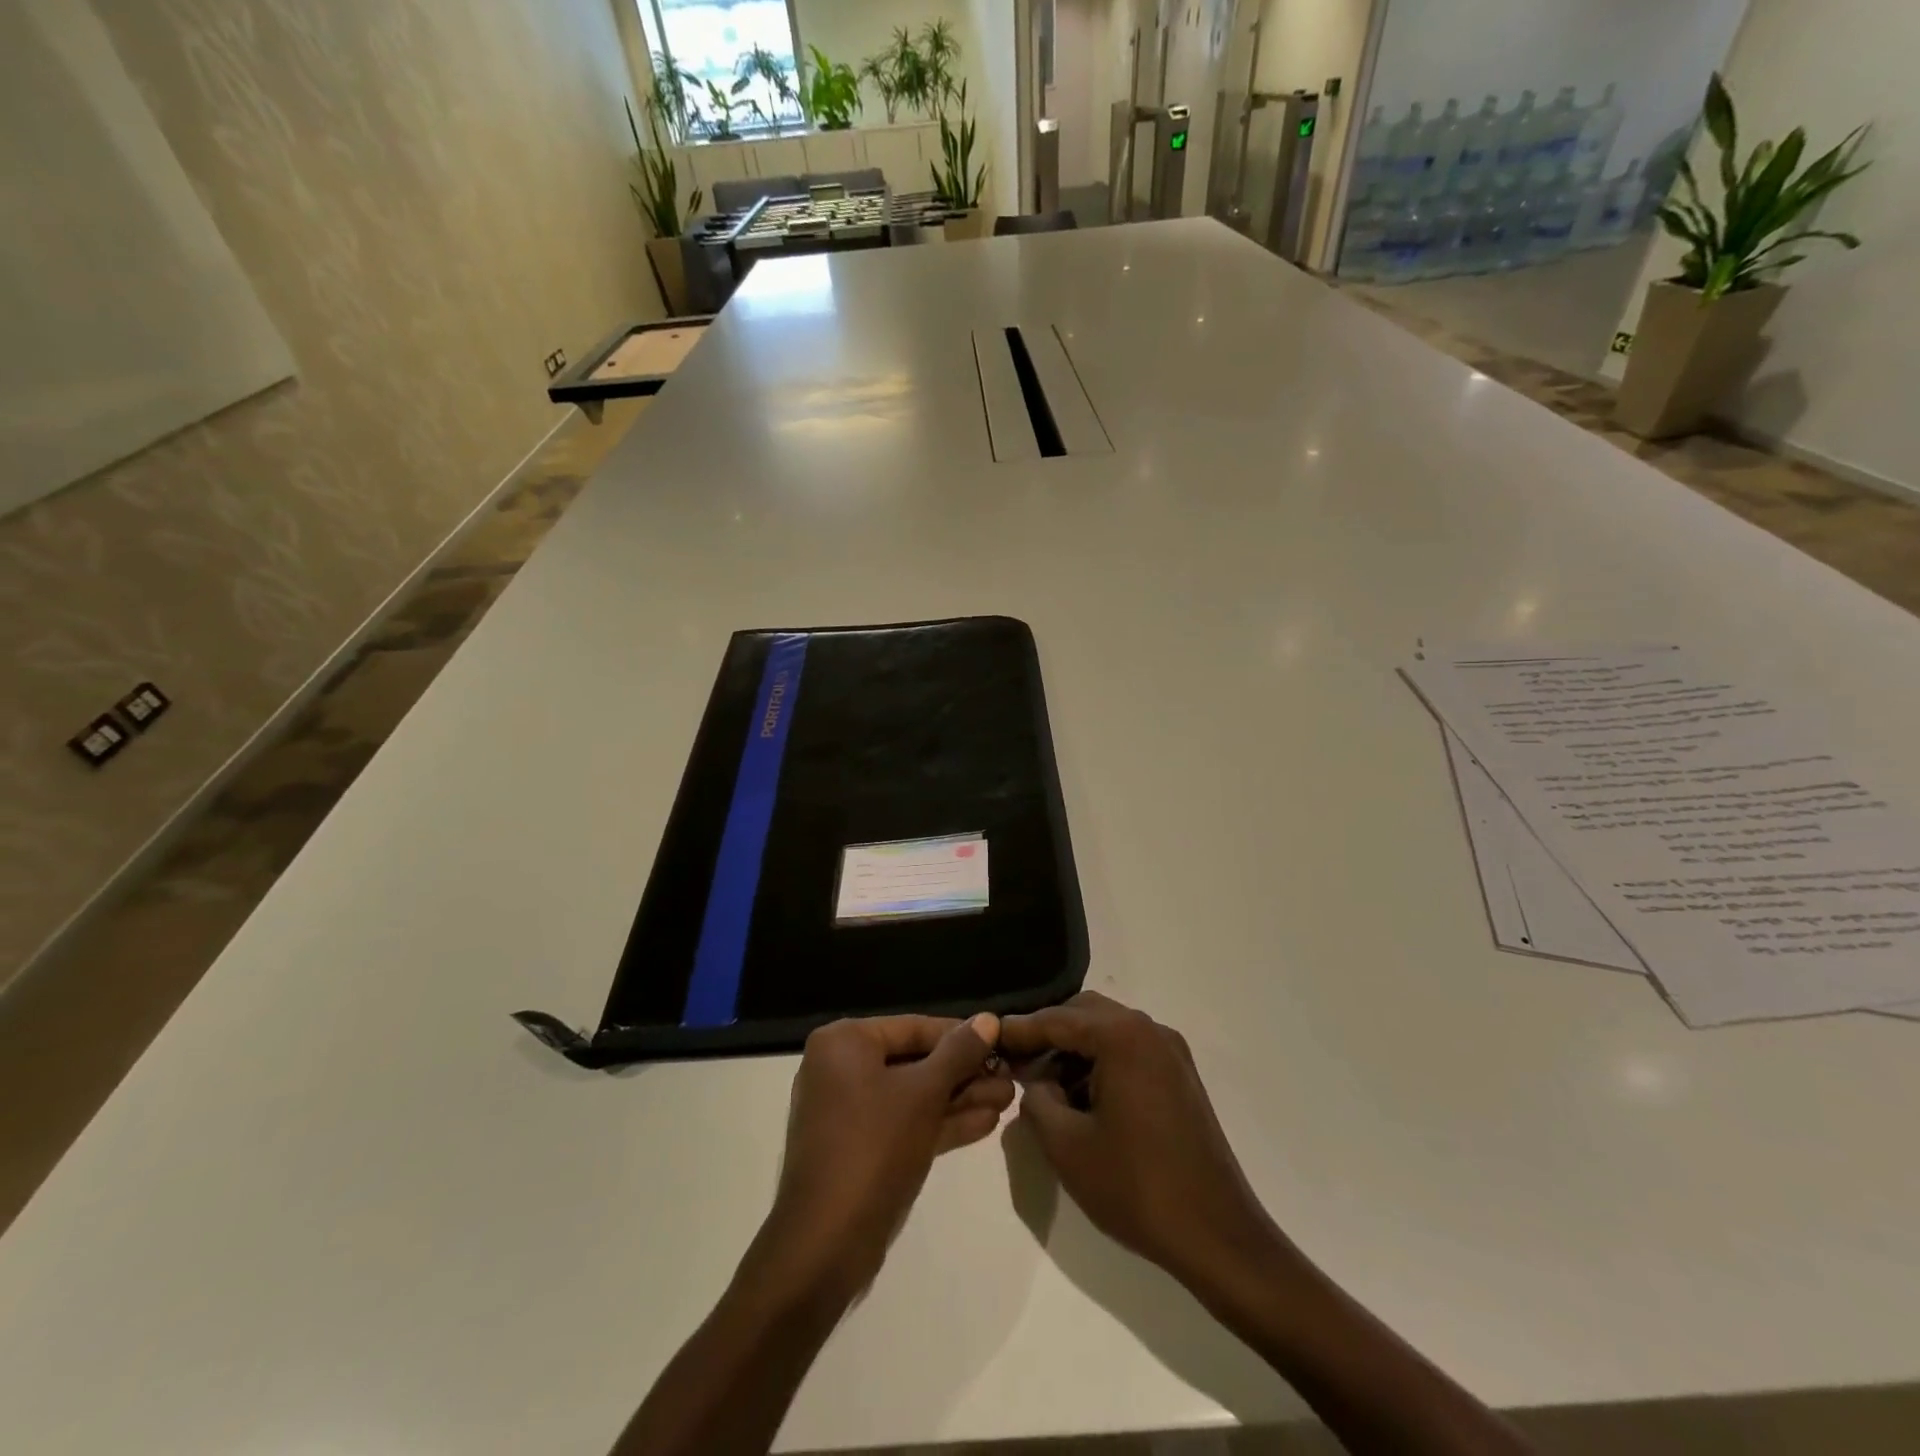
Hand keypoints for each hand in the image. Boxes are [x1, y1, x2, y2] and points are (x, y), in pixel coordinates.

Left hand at [753, 1013, 1011, 1300]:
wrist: (827, 1244)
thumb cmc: (874, 1147)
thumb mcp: (924, 1093)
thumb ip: (958, 1052)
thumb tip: (988, 1019)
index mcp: (845, 1042)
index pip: (914, 1027)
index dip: (962, 1036)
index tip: (1002, 1043)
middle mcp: (841, 1067)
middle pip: (915, 1061)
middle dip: (965, 1073)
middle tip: (1011, 1077)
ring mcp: (849, 1110)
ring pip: (913, 1095)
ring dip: (960, 1098)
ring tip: (1009, 1099)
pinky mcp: (860, 1147)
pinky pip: (905, 1123)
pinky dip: (940, 1123)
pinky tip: (986, 1123)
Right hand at [1000, 992, 1280, 1289]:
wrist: (1218, 1236)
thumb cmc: (1137, 1187)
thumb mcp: (1067, 1146)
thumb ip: (1036, 1101)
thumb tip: (1034, 1083)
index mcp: (1122, 1037)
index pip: (1057, 1019)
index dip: (1020, 1029)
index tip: (989, 1036)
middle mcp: (1149, 1030)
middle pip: (1085, 1013)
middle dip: (1048, 1033)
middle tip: (1016, 1062)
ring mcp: (1171, 1052)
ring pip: (1108, 1030)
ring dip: (1075, 1049)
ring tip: (1044, 1085)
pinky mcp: (1181, 1077)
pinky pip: (1129, 1051)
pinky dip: (1100, 1062)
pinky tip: (1081, 1097)